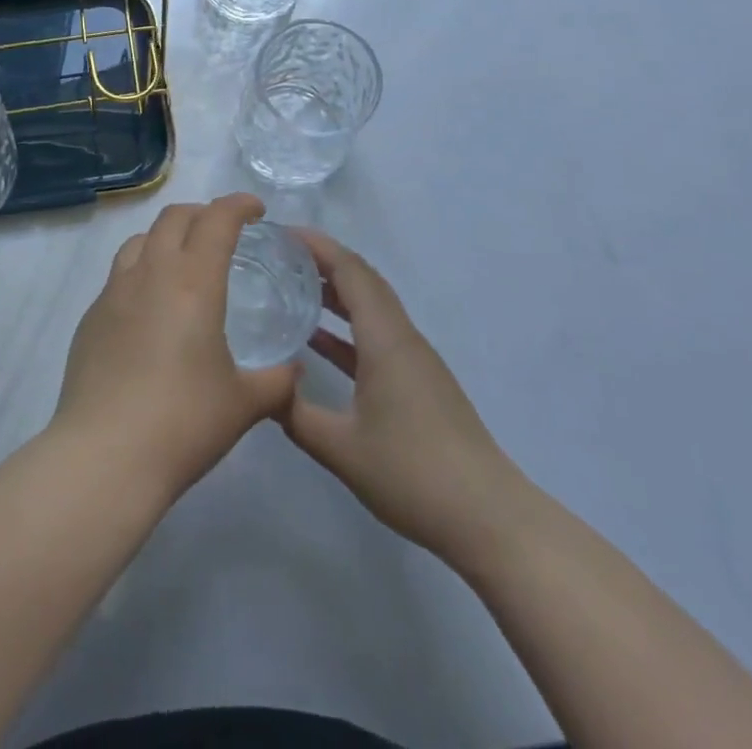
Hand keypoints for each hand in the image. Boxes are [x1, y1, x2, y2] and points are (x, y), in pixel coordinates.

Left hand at [54, 194, 298, 502]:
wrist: (104, 456)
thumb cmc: (183, 422)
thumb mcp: (244, 404)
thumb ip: (277, 381)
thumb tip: (294, 371)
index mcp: (192, 281)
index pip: (216, 219)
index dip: (238, 205)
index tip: (255, 210)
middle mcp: (150, 273)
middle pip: (174, 218)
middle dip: (202, 214)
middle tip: (222, 232)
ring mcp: (113, 292)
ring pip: (140, 240)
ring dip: (166, 237)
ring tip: (182, 261)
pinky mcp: (90, 317)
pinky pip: (118, 275)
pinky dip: (141, 272)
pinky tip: (149, 309)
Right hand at [283, 231, 524, 559]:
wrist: (488, 518)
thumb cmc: (413, 474)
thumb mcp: (341, 448)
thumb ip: (296, 414)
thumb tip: (263, 389)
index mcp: (386, 339)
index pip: (351, 271)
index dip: (317, 246)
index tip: (281, 233)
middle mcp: (402, 337)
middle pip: (363, 281)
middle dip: (323, 261)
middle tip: (279, 256)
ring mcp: (414, 360)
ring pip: (372, 307)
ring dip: (336, 292)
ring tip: (292, 287)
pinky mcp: (419, 382)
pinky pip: (377, 335)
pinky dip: (347, 327)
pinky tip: (318, 341)